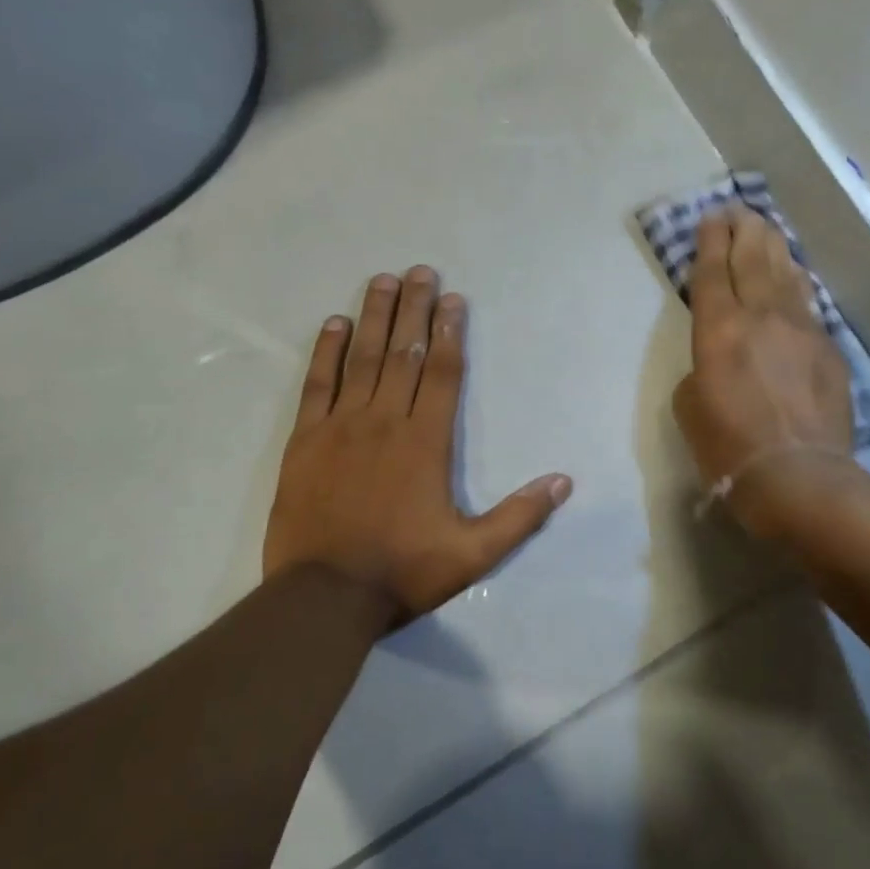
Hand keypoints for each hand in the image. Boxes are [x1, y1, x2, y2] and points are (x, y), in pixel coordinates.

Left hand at [264, 267, 572, 623]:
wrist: (323, 597)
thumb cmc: (402, 572)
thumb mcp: (473, 554)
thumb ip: (520, 516)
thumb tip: (564, 481)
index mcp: (426, 442)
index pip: (443, 374)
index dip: (450, 333)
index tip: (453, 299)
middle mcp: (385, 422)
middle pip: (405, 353)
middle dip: (415, 309)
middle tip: (420, 271)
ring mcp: (341, 427)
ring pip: (362, 359)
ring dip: (375, 317)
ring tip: (382, 280)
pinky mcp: (305, 440)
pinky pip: (317, 384)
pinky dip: (326, 351)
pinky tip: (335, 324)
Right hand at [673, 207, 854, 536]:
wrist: (799, 477)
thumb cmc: (729, 447)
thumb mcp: (689, 407)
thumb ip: (701, 370)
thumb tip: (720, 361)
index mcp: (719, 330)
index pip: (713, 272)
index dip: (710, 241)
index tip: (711, 217)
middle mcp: (761, 317)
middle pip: (752, 259)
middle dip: (743, 229)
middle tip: (738, 210)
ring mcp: (801, 330)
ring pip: (786, 274)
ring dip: (774, 247)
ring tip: (766, 228)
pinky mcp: (829, 349)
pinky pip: (809, 304)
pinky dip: (798, 283)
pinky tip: (796, 275)